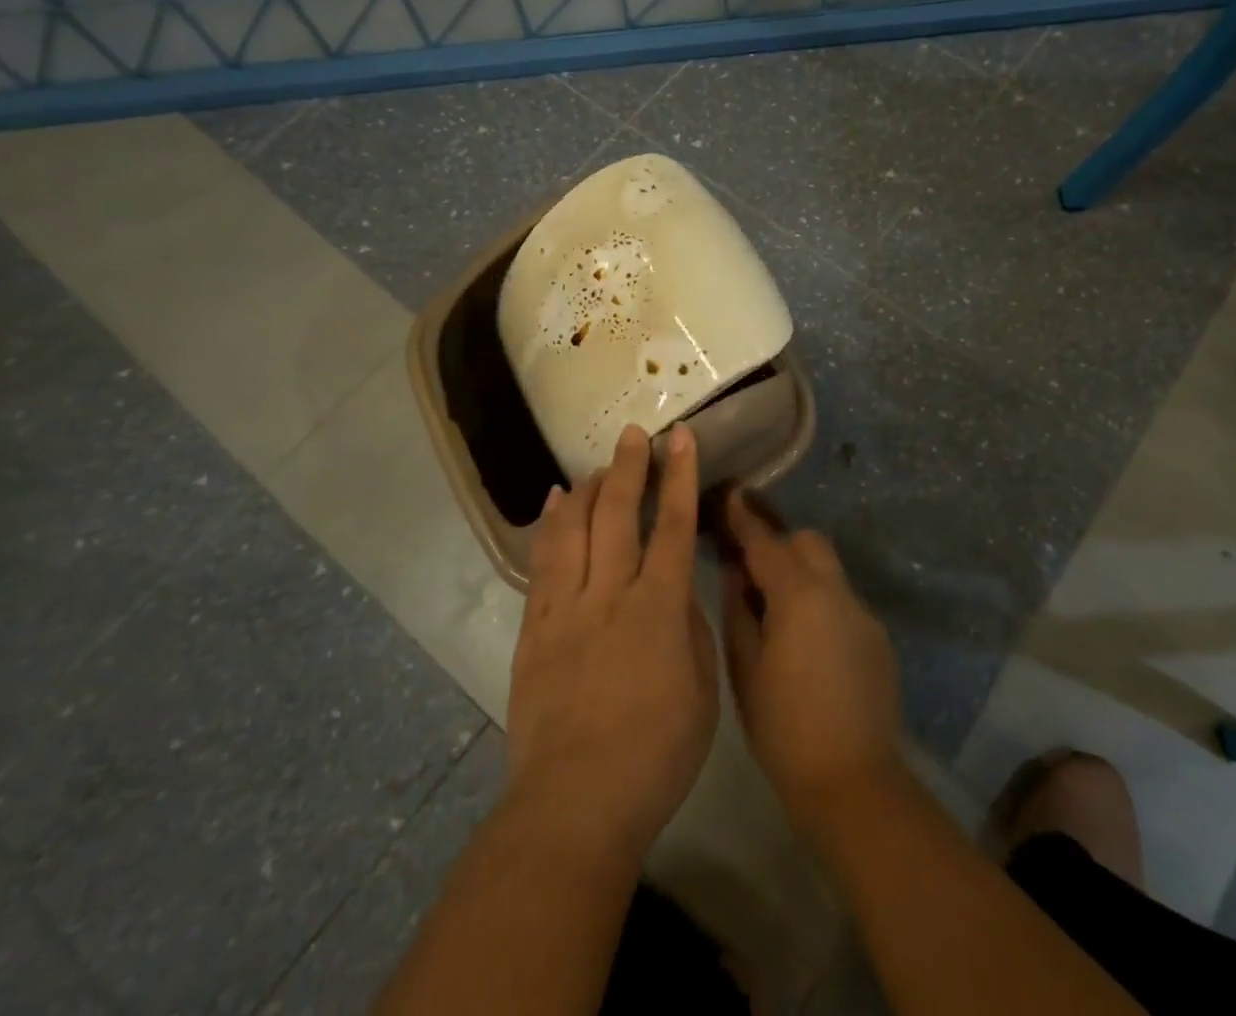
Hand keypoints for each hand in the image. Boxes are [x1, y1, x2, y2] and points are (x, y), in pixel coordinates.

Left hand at [504, 423, 718, 869]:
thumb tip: (675, 591)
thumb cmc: (656, 754)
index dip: (679, 476)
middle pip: (617, 513)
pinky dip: (549, 525)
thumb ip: (689, 629)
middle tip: (633, 433)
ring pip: (572, 528)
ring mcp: (565, 608)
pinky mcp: (534, 628)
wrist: (576, 802)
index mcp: (658, 607)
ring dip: (586, 489)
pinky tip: (554, 504)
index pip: (672, 525)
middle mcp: (609, 594)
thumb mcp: (702, 691)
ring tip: (595, 465)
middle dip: (628, 466)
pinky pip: (541, 562)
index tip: (680, 437)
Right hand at [719, 490, 903, 834]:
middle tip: (751, 570)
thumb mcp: (746, 667)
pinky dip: (820, 603)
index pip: (766, 542)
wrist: (853, 784)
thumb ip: (739, 609)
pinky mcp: (878, 639)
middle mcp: (837, 593)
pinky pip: (842, 602)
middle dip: (780, 544)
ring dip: (801, 574)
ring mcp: (863, 614)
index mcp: (800, 595)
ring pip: (828, 571)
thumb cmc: (784, 728)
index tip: (731, 493)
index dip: (745, 517)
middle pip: (808, 543)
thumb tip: (735, 572)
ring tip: (776, 610)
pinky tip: (806, 644)